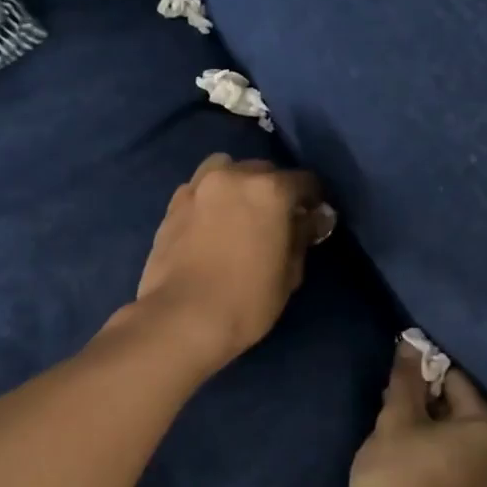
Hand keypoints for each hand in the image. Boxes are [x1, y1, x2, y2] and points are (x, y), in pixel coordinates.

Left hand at [130, 154, 331, 373]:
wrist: (181, 318)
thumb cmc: (246, 300)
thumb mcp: (289, 273)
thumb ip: (302, 236)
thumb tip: (313, 218)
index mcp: (270, 190)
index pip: (305, 181)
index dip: (314, 200)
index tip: (314, 218)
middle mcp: (233, 176)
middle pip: (264, 171)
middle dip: (275, 190)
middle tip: (277, 220)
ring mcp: (198, 187)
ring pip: (226, 169)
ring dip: (238, 183)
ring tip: (240, 212)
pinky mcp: (173, 205)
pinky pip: (199, 188)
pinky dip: (210, 197)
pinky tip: (211, 222)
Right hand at [348, 339, 486, 486]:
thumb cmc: (396, 483)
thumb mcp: (394, 424)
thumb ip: (406, 382)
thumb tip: (411, 343)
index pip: (459, 385)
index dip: (426, 382)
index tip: (401, 392)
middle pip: (472, 421)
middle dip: (439, 417)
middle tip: (402, 426)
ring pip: (476, 456)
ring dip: (450, 449)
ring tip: (414, 457)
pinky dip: (458, 478)